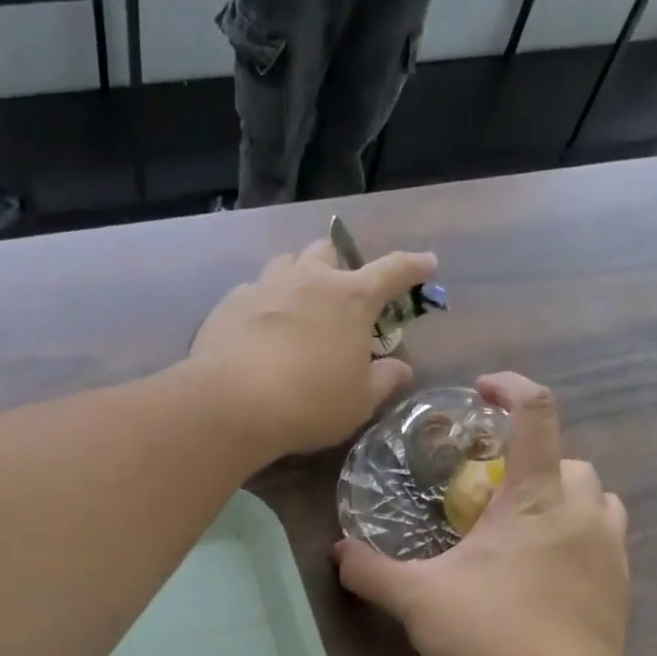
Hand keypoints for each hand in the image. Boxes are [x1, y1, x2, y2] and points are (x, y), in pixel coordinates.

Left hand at [189, 238, 430, 459]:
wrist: (233, 403)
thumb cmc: (310, 402)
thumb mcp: (359, 401)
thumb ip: (384, 380)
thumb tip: (401, 368)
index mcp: (350, 298)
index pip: (392, 271)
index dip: (413, 267)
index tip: (427, 263)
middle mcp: (308, 280)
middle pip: (329, 252)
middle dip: (341, 265)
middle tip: (343, 292)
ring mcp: (264, 287)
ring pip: (286, 263)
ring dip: (299, 276)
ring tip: (299, 305)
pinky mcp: (229, 304)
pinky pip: (252, 292)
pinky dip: (264, 305)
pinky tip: (259, 331)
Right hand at [332, 372, 630, 655]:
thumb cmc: (486, 636)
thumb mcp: (416, 600)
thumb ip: (371, 571)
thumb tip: (337, 553)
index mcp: (535, 499)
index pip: (536, 414)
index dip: (512, 387)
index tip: (484, 391)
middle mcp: (582, 513)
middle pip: (571, 459)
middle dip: (534, 462)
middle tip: (492, 494)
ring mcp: (609, 552)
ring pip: (599, 498)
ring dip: (565, 498)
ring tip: (525, 528)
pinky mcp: (620, 588)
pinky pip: (606, 540)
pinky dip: (579, 538)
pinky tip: (545, 573)